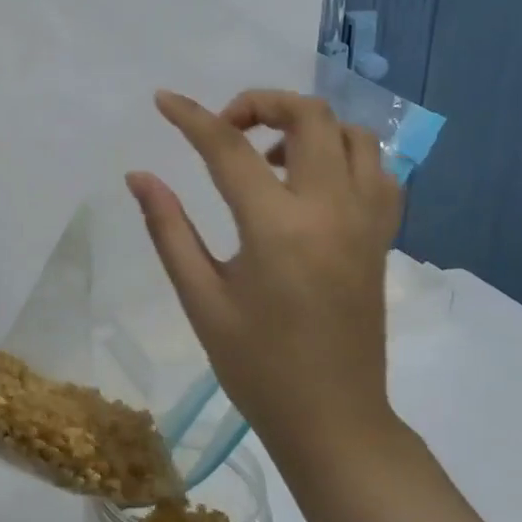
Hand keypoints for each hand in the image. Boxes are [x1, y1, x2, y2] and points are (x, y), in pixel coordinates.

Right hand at [126, 89, 404, 457]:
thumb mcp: (200, 298)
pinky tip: (312, 181)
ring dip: (307, 126)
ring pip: (353, 134)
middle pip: (310, 116)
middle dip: (261, 103)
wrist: (334, 420)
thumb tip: (139, 176)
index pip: (229, 149)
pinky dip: (344, 155)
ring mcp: (367, 221)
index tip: (164, 100)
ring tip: (269, 155)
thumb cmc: (257, 365)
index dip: (191, 117)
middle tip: (225, 129)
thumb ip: (169, 228)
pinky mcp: (383, 237)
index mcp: (278, 227)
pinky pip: (378, 170)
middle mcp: (332, 209)